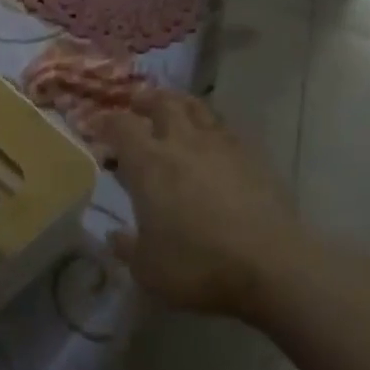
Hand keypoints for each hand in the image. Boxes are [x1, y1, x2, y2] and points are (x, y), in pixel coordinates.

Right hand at [93, 88, 300, 316]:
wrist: (271, 265)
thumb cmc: (197, 265)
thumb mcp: (148, 269)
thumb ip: (128, 249)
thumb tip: (115, 237)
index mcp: (149, 162)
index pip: (121, 126)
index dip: (106, 123)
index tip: (98, 127)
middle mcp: (182, 142)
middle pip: (162, 103)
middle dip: (146, 100)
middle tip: (138, 105)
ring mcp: (221, 145)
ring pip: (197, 108)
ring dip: (180, 104)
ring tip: (175, 110)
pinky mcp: (252, 156)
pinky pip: (225, 129)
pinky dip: (211, 127)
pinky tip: (212, 142)